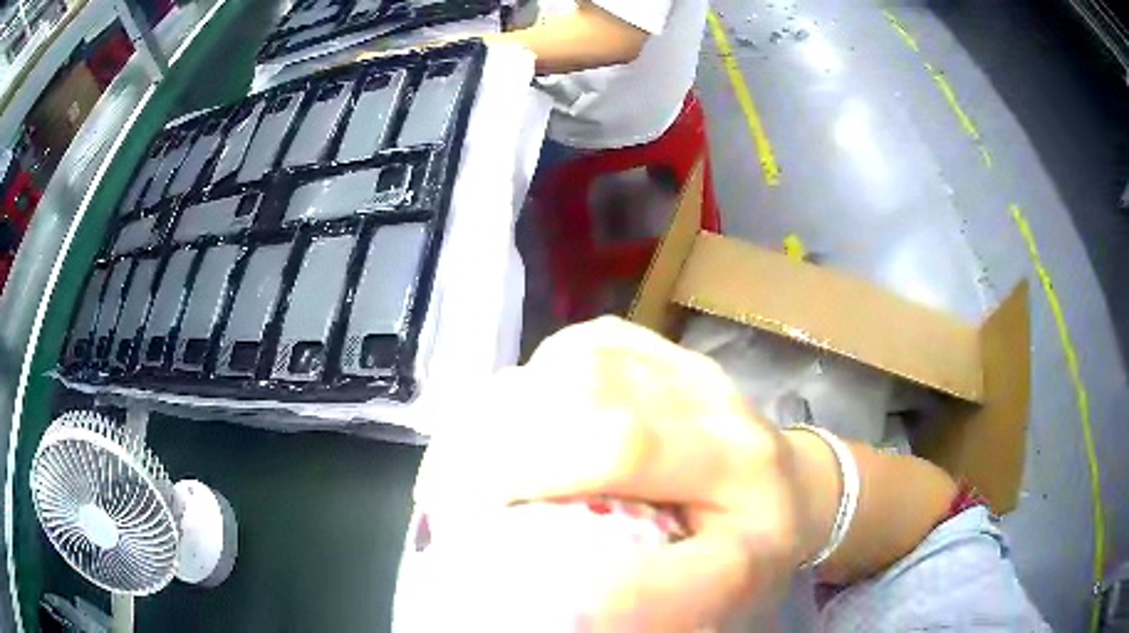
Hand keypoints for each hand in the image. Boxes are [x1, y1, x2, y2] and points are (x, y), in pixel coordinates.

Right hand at [415, 317, 829, 630]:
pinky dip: (532, 383)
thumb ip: (653, 592)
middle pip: (583, 391)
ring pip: (571, 362)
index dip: (527, 471)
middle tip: (447, 497)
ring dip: (503, 414)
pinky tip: (518, 425)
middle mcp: (710, 397)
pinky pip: (579, 346)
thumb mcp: (721, 586)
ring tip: (470, 467)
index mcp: (737, 460)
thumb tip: (558, 597)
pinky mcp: (659, 349)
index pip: (623, 444)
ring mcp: (682, 363)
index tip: (465, 520)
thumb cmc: (754, 543)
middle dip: (497, 442)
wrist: (792, 487)